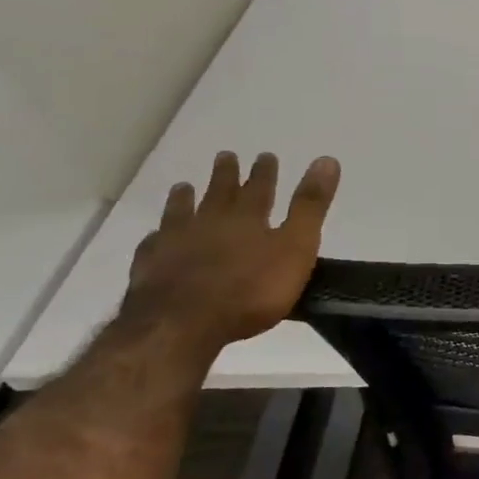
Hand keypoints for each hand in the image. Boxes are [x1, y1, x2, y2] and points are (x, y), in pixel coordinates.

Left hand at [120, 152, 340, 356]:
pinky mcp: (150, 266)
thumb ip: (310, 207)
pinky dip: (157, 236)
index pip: (260, 187)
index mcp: (248, 218)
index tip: (266, 155)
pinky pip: (154, 244)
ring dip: (185, 198)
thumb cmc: (251, 290)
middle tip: (226, 156)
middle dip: (226, 175)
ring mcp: (175, 242)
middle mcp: (209, 221)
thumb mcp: (296, 247)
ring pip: (181, 212)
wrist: (183, 323)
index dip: (265, 171)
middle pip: (219, 192)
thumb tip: (327, 160)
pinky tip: (155, 236)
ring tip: (184, 186)